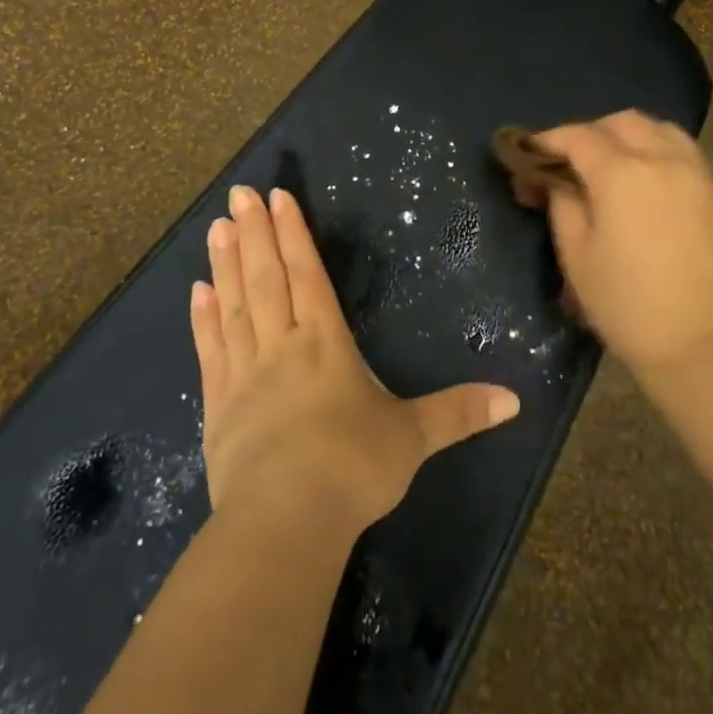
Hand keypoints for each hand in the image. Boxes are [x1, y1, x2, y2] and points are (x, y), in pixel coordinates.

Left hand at [191, 185, 520, 535]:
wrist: (286, 520)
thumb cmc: (354, 468)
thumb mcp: (413, 438)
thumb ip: (459, 412)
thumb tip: (516, 401)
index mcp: (326, 343)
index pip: (308, 275)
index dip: (294, 234)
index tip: (276, 198)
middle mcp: (283, 346)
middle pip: (266, 278)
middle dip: (254, 233)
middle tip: (239, 193)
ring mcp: (245, 375)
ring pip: (234, 305)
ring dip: (225, 263)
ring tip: (215, 226)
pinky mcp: (218, 407)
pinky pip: (210, 350)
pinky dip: (203, 318)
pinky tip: (196, 292)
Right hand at [534, 111, 712, 377]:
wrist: (704, 344)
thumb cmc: (627, 305)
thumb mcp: (577, 255)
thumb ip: (562, 204)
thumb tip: (555, 179)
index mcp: (621, 173)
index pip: (577, 136)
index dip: (548, 141)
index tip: (528, 156)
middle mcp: (662, 159)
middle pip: (621, 122)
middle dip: (589, 133)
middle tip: (568, 163)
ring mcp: (696, 172)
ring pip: (658, 128)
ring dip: (627, 135)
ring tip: (609, 165)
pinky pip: (682, 150)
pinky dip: (656, 149)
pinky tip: (645, 180)